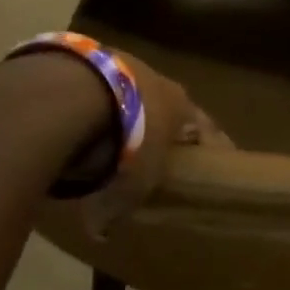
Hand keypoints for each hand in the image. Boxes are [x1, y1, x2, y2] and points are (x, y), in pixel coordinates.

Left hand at [79, 51, 225, 235]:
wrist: (74, 95)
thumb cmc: (123, 144)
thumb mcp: (129, 186)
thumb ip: (120, 207)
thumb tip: (102, 231)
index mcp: (182, 108)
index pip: (207, 128)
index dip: (212, 144)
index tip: (219, 155)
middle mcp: (158, 81)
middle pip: (165, 105)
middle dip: (160, 124)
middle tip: (153, 145)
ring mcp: (120, 63)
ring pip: (128, 91)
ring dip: (120, 109)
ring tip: (104, 131)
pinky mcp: (85, 57)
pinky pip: (92, 85)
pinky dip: (86, 101)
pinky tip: (70, 118)